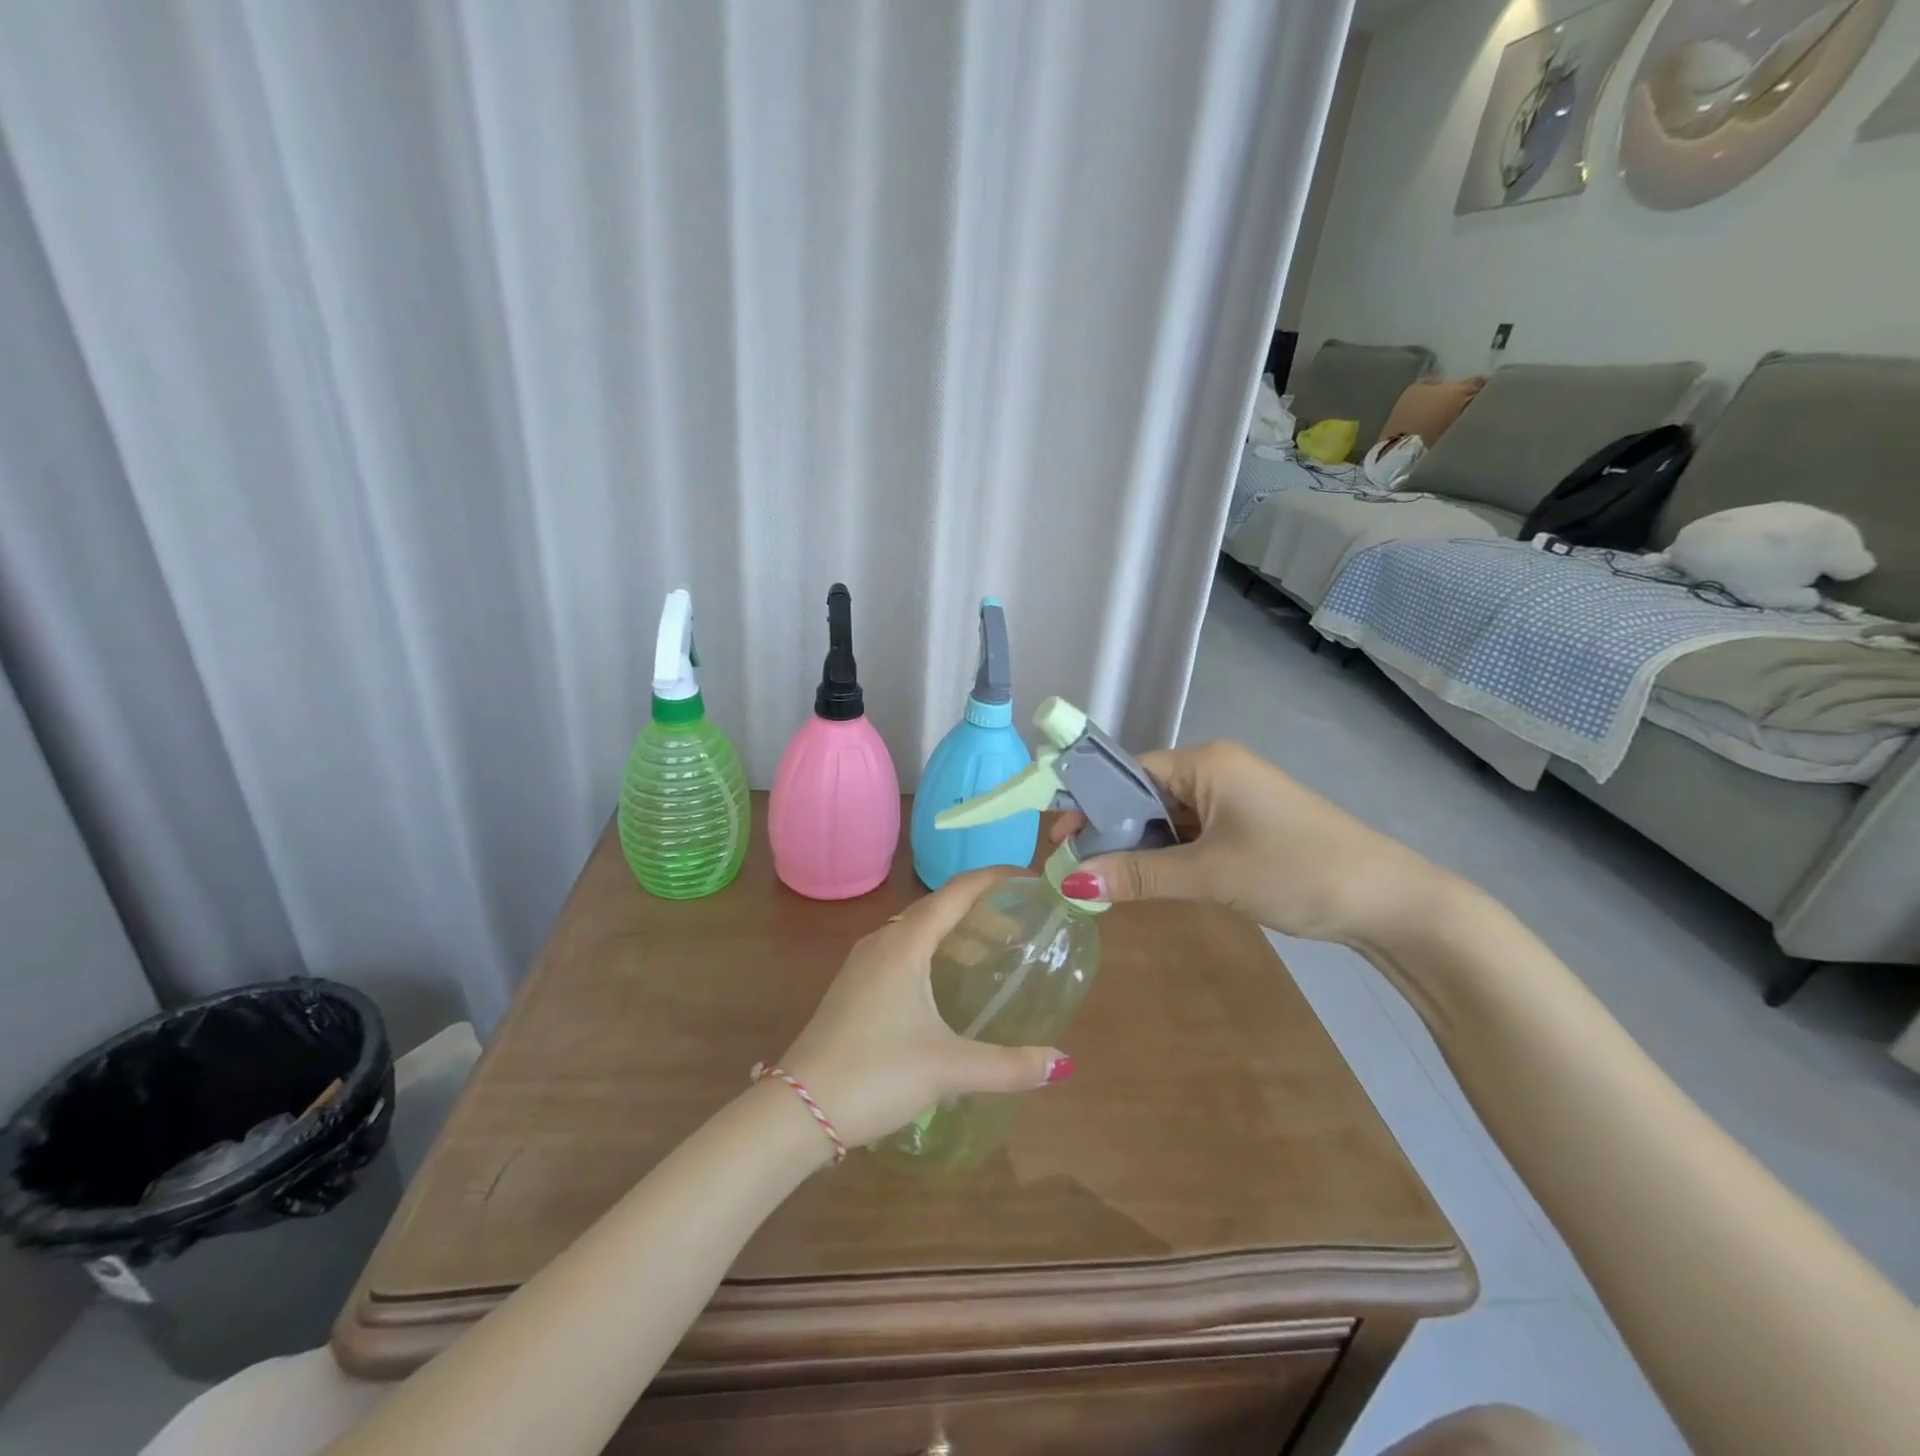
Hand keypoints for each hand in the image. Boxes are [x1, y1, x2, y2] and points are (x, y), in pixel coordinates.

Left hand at [775, 868, 1071, 1150]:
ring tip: (991, 952)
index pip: (956, 892)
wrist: (797, 1110)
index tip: (1028, 878)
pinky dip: (932, 952)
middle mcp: (882, 942)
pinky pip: (901, 952)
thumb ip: (1009, 1065)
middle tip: (1020, 922)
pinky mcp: (854, 987)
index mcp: (905, 944)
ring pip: (916, 931)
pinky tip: (945, 985)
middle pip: (937, 907)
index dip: (993, 878)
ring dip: (954, 932)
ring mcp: (863, 965)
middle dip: (979, 907)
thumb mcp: (948, 1069)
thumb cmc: (875, 1074)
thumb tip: (1063, 1064)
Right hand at [1053, 740, 1453, 946]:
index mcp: (1205, 762)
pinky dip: (1168, 855)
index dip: (1089, 805)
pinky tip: (1150, 881)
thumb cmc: (1295, 870)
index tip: (1058, 842)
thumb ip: (1138, 875)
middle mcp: (1216, 770)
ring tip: (1106, 881)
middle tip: (1077, 871)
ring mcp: (1234, 798)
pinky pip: (1191, 833)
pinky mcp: (1247, 825)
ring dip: (1139, 847)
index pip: (1127, 772)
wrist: (1390, 901)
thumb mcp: (1209, 874)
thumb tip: (1069, 883)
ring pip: (1166, 817)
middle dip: (1110, 831)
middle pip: (1143, 794)